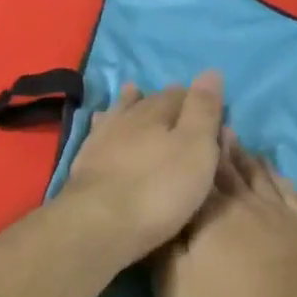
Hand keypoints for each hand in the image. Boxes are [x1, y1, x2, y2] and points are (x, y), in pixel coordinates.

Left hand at [57, 72, 225, 264]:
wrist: (99, 225)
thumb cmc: (159, 189)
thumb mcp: (196, 149)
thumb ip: (204, 111)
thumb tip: (211, 71)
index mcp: (158, 113)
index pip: (181, 95)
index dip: (197, 100)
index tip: (210, 108)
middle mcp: (128, 119)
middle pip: (150, 102)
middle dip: (166, 101)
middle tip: (179, 103)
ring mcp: (102, 140)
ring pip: (120, 113)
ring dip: (130, 104)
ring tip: (134, 93)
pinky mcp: (85, 164)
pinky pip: (98, 133)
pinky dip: (105, 124)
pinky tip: (101, 123)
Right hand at [151, 138, 296, 296]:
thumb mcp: (174, 288)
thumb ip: (161, 248)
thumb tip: (153, 215)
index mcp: (207, 213)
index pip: (193, 174)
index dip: (187, 151)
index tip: (180, 128)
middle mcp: (242, 201)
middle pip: (226, 167)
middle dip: (214, 144)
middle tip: (207, 121)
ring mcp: (277, 210)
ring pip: (255, 173)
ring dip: (242, 153)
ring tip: (232, 135)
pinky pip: (287, 189)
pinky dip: (276, 174)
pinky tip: (271, 168)